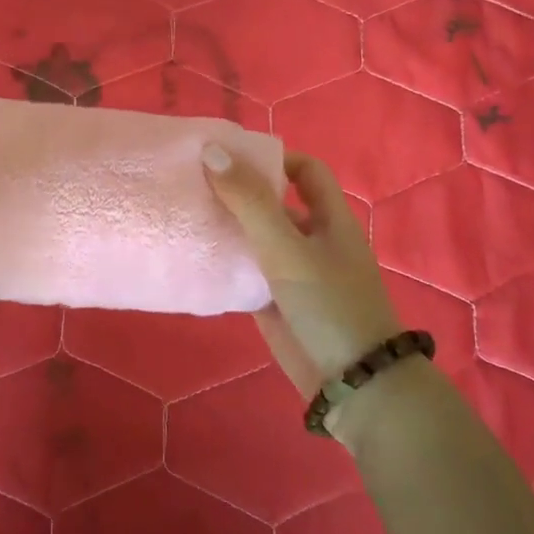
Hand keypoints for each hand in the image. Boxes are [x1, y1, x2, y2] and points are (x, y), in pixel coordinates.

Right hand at [203, 146, 401, 400]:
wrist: (351, 382)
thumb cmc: (327, 303)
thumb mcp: (287, 246)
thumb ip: (249, 201)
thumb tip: (211, 151)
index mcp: (328, 217)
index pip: (304, 171)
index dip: (272, 158)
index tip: (228, 156)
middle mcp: (311, 239)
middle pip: (272, 203)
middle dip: (237, 191)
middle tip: (190, 181)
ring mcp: (292, 272)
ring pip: (255, 239)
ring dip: (225, 227)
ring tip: (182, 213)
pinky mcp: (275, 302)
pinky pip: (245, 273)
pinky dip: (223, 263)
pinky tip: (192, 257)